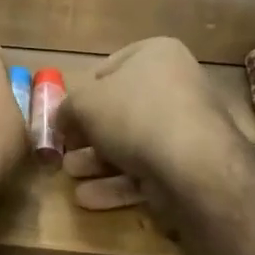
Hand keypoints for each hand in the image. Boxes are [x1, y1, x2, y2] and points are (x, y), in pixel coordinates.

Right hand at [55, 38, 246, 216]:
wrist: (191, 165)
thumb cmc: (133, 114)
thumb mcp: (83, 103)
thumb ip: (67, 108)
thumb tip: (63, 118)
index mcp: (157, 56)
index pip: (111, 67)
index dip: (84, 91)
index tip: (66, 113)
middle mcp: (176, 86)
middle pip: (120, 110)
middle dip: (88, 134)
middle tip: (65, 149)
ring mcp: (185, 129)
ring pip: (131, 144)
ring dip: (96, 162)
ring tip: (71, 175)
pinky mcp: (189, 166)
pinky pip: (146, 171)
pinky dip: (117, 184)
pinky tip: (87, 198)